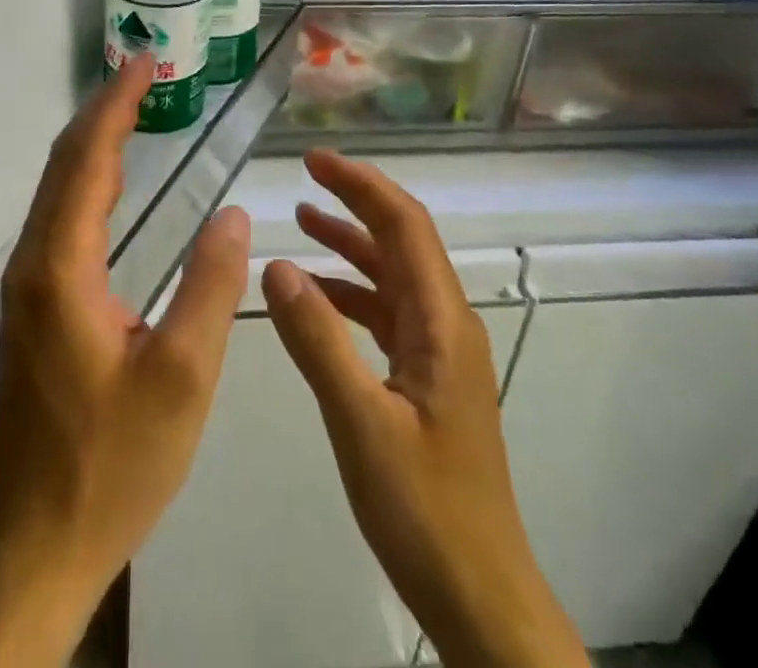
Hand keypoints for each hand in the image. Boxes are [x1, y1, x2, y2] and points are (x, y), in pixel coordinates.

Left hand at [0, 56, 250, 667]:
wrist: (35, 545)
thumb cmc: (112, 462)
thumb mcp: (182, 378)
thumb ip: (210, 287)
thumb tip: (235, 214)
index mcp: (62, 266)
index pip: (87, 160)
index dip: (116, 106)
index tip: (144, 62)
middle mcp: (34, 261)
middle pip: (65, 164)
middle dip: (103, 112)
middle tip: (144, 73)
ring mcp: (28, 284)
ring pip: (58, 189)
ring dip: (94, 142)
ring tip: (135, 110)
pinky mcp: (34, 306)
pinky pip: (60, 217)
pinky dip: (88, 180)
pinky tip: (114, 184)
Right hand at [263, 152, 588, 667]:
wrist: (482, 597)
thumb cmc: (425, 510)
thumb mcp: (360, 422)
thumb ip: (317, 339)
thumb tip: (275, 265)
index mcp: (441, 322)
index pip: (403, 226)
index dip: (361, 185)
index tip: (314, 161)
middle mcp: (446, 324)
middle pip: (401, 241)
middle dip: (355, 202)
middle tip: (303, 179)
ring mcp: (439, 353)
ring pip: (393, 276)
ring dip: (351, 245)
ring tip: (302, 222)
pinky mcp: (427, 380)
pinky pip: (387, 314)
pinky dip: (351, 293)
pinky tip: (315, 298)